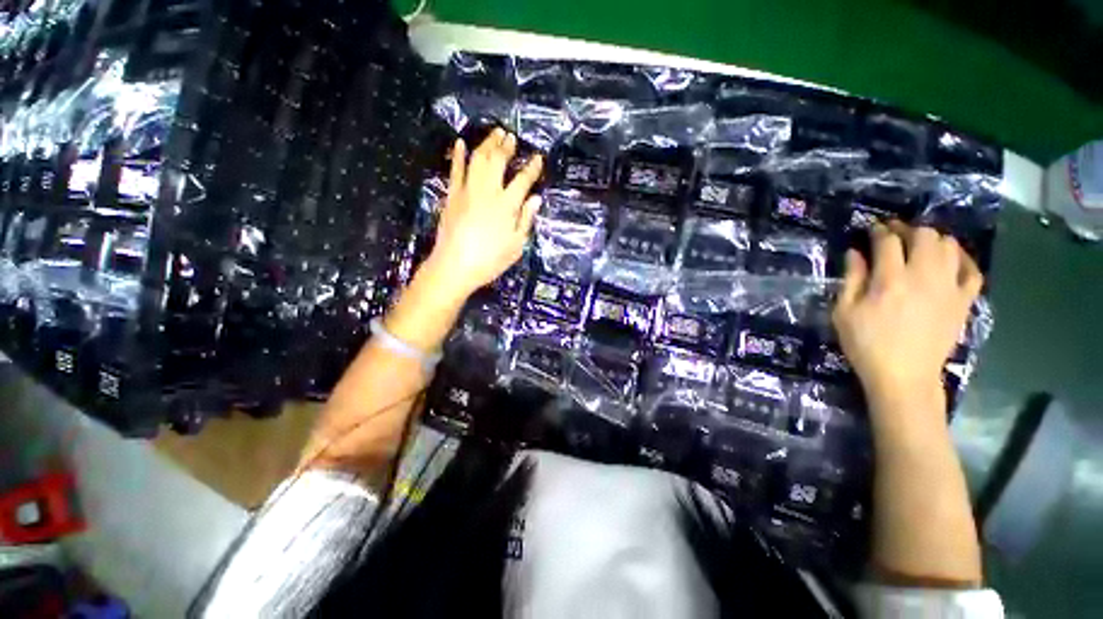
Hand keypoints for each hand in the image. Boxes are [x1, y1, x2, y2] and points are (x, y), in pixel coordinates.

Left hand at [423, 128, 543, 301]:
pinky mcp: (452, 196)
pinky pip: (455, 170)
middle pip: (498, 162)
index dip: (531, 168)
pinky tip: (461, 143)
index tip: (537, 157)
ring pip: (478, 160)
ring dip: (487, 144)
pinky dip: (459, 155)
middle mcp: (488, 192)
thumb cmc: (490, 260)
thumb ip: (526, 220)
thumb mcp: (516, 245)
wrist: (455, 266)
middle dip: (506, 147)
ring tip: (495, 134)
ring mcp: (467, 191)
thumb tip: (535, 199)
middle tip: (511, 137)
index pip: (523, 181)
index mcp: (507, 206)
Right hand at [833, 222, 982, 417]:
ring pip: (950, 247)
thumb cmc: (866, 344)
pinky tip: (951, 261)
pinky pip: (972, 271)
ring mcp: (949, 288)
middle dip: (908, 229)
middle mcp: (923, 277)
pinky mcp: (963, 302)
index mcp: (889, 281)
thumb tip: (855, 253)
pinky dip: (962, 260)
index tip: (872, 230)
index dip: (879, 231)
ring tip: (920, 247)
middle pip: (924, 236)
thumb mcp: (843, 312)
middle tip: (895, 235)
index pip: (888, 241)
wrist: (904, 376)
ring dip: (934, 240)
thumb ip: (851, 279)